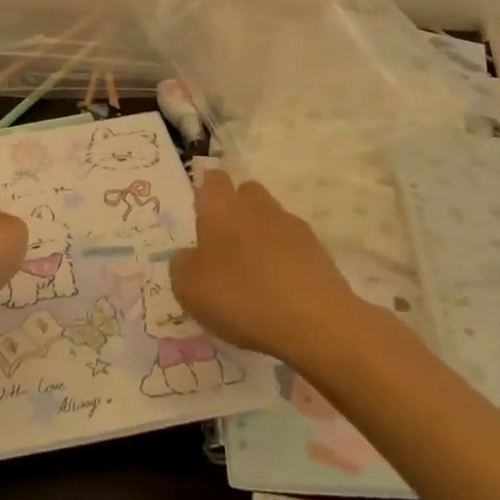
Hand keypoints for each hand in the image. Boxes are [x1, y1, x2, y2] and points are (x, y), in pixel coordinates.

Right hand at [169, 170, 360, 363]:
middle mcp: (257, 206)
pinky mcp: (318, 250)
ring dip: (261, 238)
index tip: (199, 218)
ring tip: (253, 277)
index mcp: (222, 206)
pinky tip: (279, 292)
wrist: (314, 320)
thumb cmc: (241, 296)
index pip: (213, 179)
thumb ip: (182, 265)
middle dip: (235, 211)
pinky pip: (293, 246)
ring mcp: (291, 225)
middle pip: (245, 193)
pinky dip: (284, 261)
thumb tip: (188, 256)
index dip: (205, 194)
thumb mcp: (189, 288)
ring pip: (270, 219)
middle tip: (224, 248)